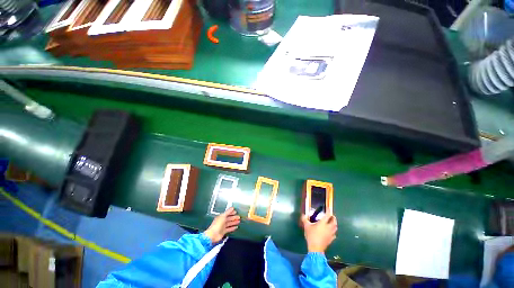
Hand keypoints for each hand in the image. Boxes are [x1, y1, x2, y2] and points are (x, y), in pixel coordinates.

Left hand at [204, 207, 240, 243]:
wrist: (213, 235)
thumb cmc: (217, 225)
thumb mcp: (223, 216)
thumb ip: (228, 212)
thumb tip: (232, 208)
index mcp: (221, 217)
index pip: (227, 213)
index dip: (231, 212)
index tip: (236, 211)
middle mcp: (222, 221)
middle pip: (229, 218)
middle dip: (234, 217)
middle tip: (239, 217)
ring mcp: (222, 227)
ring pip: (229, 223)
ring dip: (234, 222)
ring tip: (239, 221)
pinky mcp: (223, 232)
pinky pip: (229, 229)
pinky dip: (232, 228)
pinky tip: (236, 227)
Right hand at [301, 213, 336, 252]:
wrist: (316, 248)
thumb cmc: (311, 235)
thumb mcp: (306, 226)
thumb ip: (304, 219)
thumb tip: (303, 215)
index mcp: (323, 223)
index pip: (328, 215)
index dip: (328, 211)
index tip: (328, 208)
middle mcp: (328, 227)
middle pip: (334, 221)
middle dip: (333, 218)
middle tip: (331, 216)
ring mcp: (330, 234)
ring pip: (335, 228)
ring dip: (334, 224)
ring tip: (332, 223)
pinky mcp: (331, 239)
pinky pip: (334, 234)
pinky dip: (333, 232)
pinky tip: (331, 232)